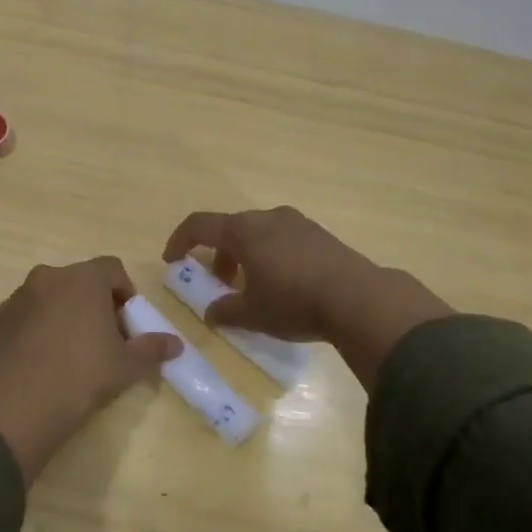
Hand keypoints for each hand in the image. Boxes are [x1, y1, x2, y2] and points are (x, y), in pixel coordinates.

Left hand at [0, 257, 181, 482]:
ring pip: (49, 295)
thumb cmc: (85, 375)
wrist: (24, 403)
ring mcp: (19, 295)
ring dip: (62, 311)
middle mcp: (49, 276)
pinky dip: (34, 326)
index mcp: (84, 279)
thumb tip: (176, 344)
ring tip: (68, 349)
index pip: (112, 269)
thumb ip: (153, 347)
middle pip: (79, 280)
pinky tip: (40, 358)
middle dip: (92, 302)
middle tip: (100, 337)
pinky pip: (24, 314)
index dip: (124, 292)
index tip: (126, 322)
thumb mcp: (128, 364)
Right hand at [162, 207, 452, 386]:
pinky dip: (270, 254)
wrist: (359, 298)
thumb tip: (211, 313)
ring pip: (258, 232)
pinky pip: (282, 238)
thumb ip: (225, 311)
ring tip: (252, 286)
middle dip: (218, 254)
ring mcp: (297, 223)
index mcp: (243, 231)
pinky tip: (283, 282)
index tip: (172, 260)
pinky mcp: (320, 234)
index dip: (180, 241)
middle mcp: (267, 218)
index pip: (199, 225)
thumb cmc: (294, 302)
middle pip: (230, 228)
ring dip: (245, 255)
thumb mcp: (252, 314)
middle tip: (219, 282)